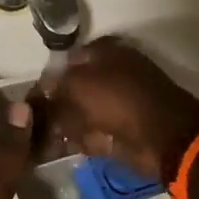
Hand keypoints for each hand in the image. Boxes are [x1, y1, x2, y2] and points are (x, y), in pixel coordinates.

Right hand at [39, 36, 198, 183]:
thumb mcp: (78, 86)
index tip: (32, 101)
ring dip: (64, 125)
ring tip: (44, 138)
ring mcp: (119, 101)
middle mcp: (111, 71)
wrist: (165, 138)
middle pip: (73, 87)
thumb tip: (38, 97)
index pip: (66, 62)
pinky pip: (94, 132)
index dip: (48, 81)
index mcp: (103, 51)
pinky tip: (62, 148)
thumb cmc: (119, 100)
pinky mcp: (124, 128)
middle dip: (55, 105)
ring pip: (82, 111)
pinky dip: (80, 140)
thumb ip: (54, 90)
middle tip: (35, 122)